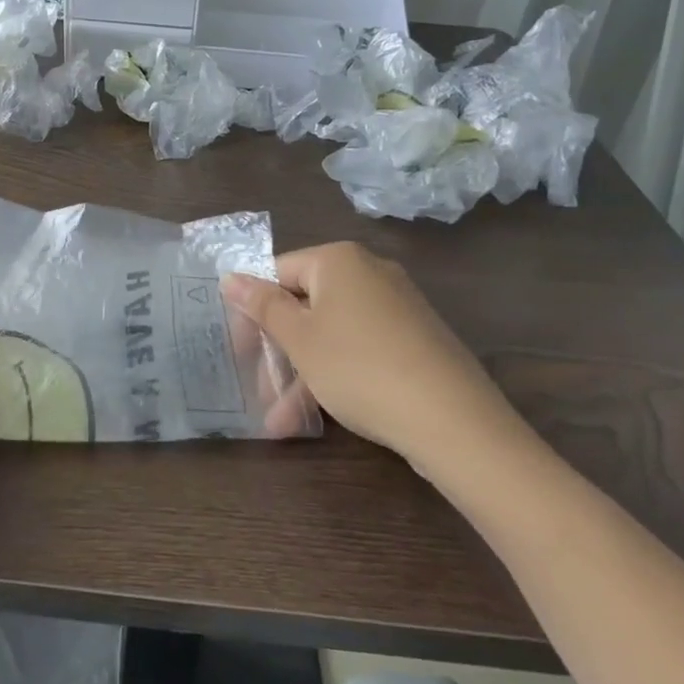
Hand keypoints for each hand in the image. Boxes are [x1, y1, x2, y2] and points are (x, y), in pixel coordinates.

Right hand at [222, 242, 537, 483]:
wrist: (453, 421)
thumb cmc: (359, 368)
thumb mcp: (300, 339)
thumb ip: (262, 306)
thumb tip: (229, 276)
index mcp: (338, 260)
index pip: (279, 271)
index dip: (253, 309)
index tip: (239, 348)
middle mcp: (369, 273)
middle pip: (305, 305)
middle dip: (278, 351)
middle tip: (257, 387)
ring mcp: (396, 307)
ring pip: (331, 335)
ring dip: (301, 375)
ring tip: (279, 423)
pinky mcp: (414, 340)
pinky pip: (360, 349)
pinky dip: (335, 376)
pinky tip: (315, 418)